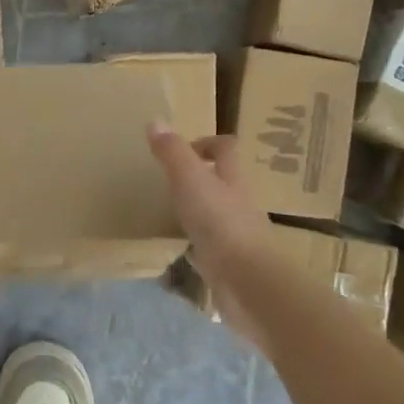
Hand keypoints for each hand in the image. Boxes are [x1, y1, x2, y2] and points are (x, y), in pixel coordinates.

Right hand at [147, 124, 272, 332]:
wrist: (248, 283)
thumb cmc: (220, 223)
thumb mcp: (190, 180)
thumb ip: (172, 152)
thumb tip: (155, 120)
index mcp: (232, 179)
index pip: (226, 150)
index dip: (208, 143)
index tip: (184, 150)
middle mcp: (239, 204)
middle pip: (224, 182)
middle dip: (201, 178)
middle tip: (169, 181)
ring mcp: (237, 236)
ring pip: (217, 215)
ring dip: (198, 212)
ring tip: (168, 213)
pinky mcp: (230, 265)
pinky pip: (211, 249)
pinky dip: (196, 246)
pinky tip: (178, 250)